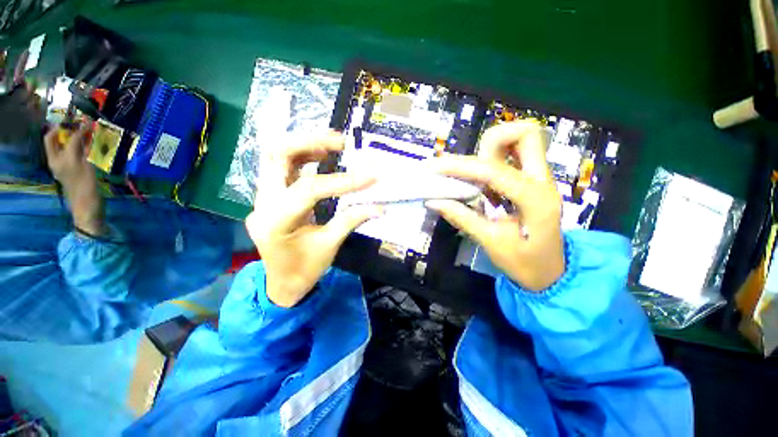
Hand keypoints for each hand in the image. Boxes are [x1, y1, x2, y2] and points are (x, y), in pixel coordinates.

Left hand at [44, 124, 106, 236]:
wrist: (88, 208)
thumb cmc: (86, 188)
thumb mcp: (84, 166)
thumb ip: (82, 148)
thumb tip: (85, 130)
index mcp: (59, 158)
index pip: (65, 137)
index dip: (77, 128)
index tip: (88, 122)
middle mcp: (57, 160)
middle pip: (53, 139)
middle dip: (64, 130)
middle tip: (79, 126)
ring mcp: (63, 167)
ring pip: (62, 146)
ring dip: (72, 139)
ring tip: (86, 136)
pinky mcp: (70, 172)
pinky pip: (70, 155)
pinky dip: (78, 149)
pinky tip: (88, 149)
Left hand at [245, 132, 382, 307]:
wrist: (281, 283)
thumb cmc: (304, 269)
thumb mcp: (329, 246)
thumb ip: (352, 220)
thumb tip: (380, 207)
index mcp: (276, 221)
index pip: (309, 189)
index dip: (342, 181)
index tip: (370, 176)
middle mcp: (263, 203)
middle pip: (277, 156)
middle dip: (310, 142)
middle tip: (341, 142)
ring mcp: (263, 198)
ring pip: (276, 157)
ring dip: (305, 145)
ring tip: (334, 144)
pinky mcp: (270, 197)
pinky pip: (282, 167)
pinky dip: (303, 157)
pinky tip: (322, 156)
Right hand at [426, 121, 563, 290]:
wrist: (551, 272)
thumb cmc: (525, 263)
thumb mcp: (492, 243)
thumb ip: (463, 218)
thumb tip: (434, 201)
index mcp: (535, 199)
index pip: (493, 170)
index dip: (460, 167)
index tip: (434, 168)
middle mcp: (542, 180)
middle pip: (525, 134)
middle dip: (490, 140)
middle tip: (463, 163)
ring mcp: (539, 178)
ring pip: (519, 140)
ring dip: (489, 149)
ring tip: (465, 172)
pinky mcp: (531, 181)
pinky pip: (513, 155)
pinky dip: (492, 158)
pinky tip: (476, 178)